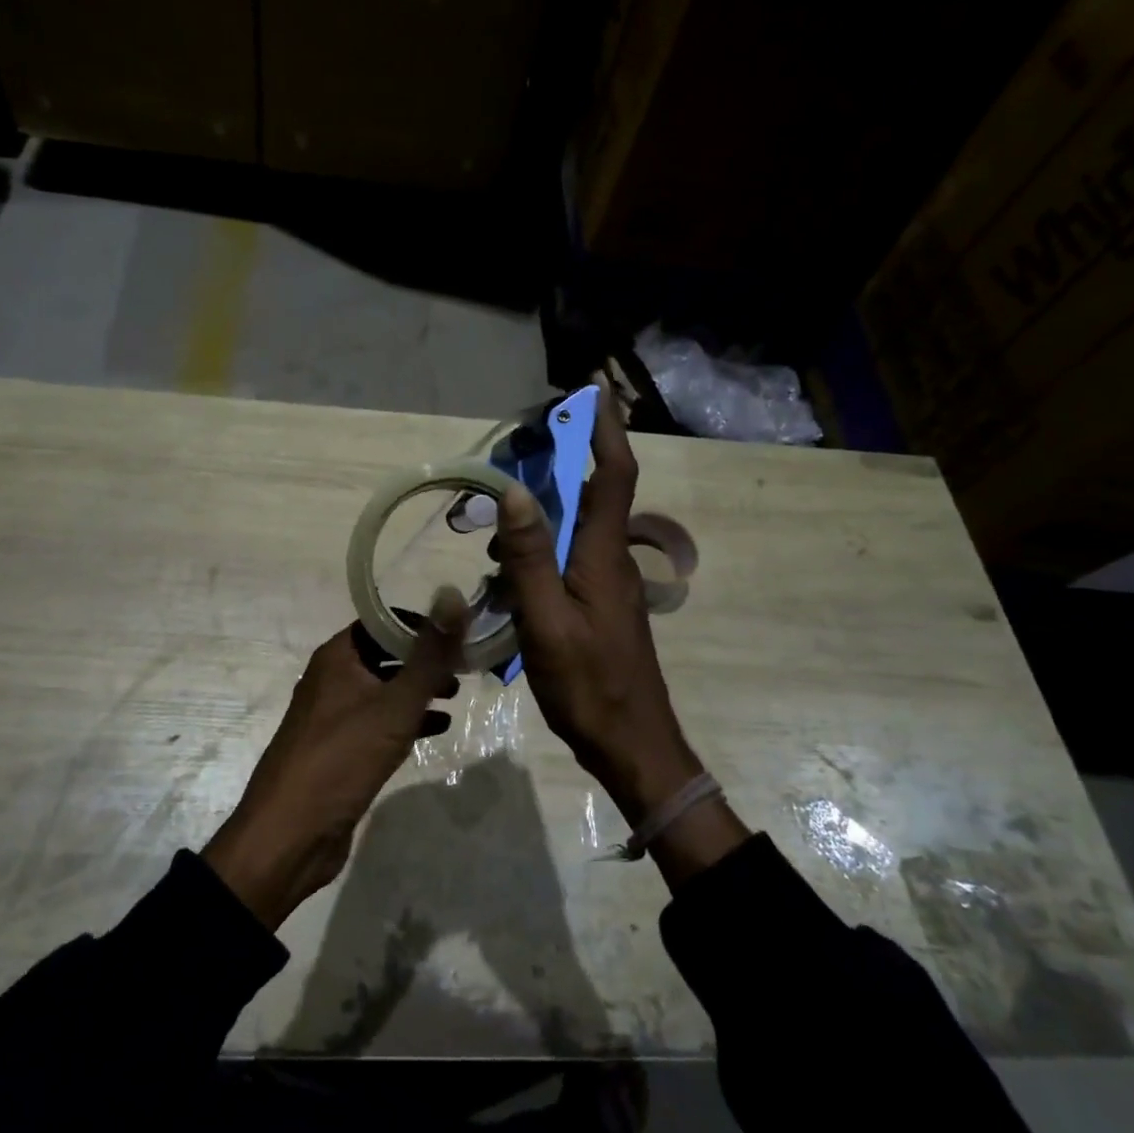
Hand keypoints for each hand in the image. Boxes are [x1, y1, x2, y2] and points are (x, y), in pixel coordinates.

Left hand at [203, 589, 466, 929]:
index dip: (419, 624)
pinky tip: (436, 730)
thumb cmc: (342, 758)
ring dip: (417, 690)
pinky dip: (406, 720)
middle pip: (384, 654)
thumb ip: (430, 654)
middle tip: (462, 668)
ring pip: (383, 690)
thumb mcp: (395, 704)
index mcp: (337, 657)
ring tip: (454, 696)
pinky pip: (378, 722)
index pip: (381, 621)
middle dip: (423, 659)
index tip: (456, 635)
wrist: (289, 836)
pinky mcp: (339, 750)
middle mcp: (332, 679)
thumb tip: (453, 596)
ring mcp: (333, 716)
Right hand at [496, 383, 747, 879]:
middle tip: (526, 439)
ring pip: (578, 524)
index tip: (593, 388)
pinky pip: (569, 555)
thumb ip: (529, 557)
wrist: (631, 743)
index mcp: (602, 555)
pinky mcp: (597, 604)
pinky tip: (510, 562)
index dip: (606, 429)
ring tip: (501, 509)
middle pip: (594, 491)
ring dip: (547, 504)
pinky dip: (542, 542)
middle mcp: (610, 559)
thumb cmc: (588, 684)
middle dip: (568, 455)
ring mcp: (606, 583)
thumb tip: (514, 491)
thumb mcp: (546, 621)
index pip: (613, 474)